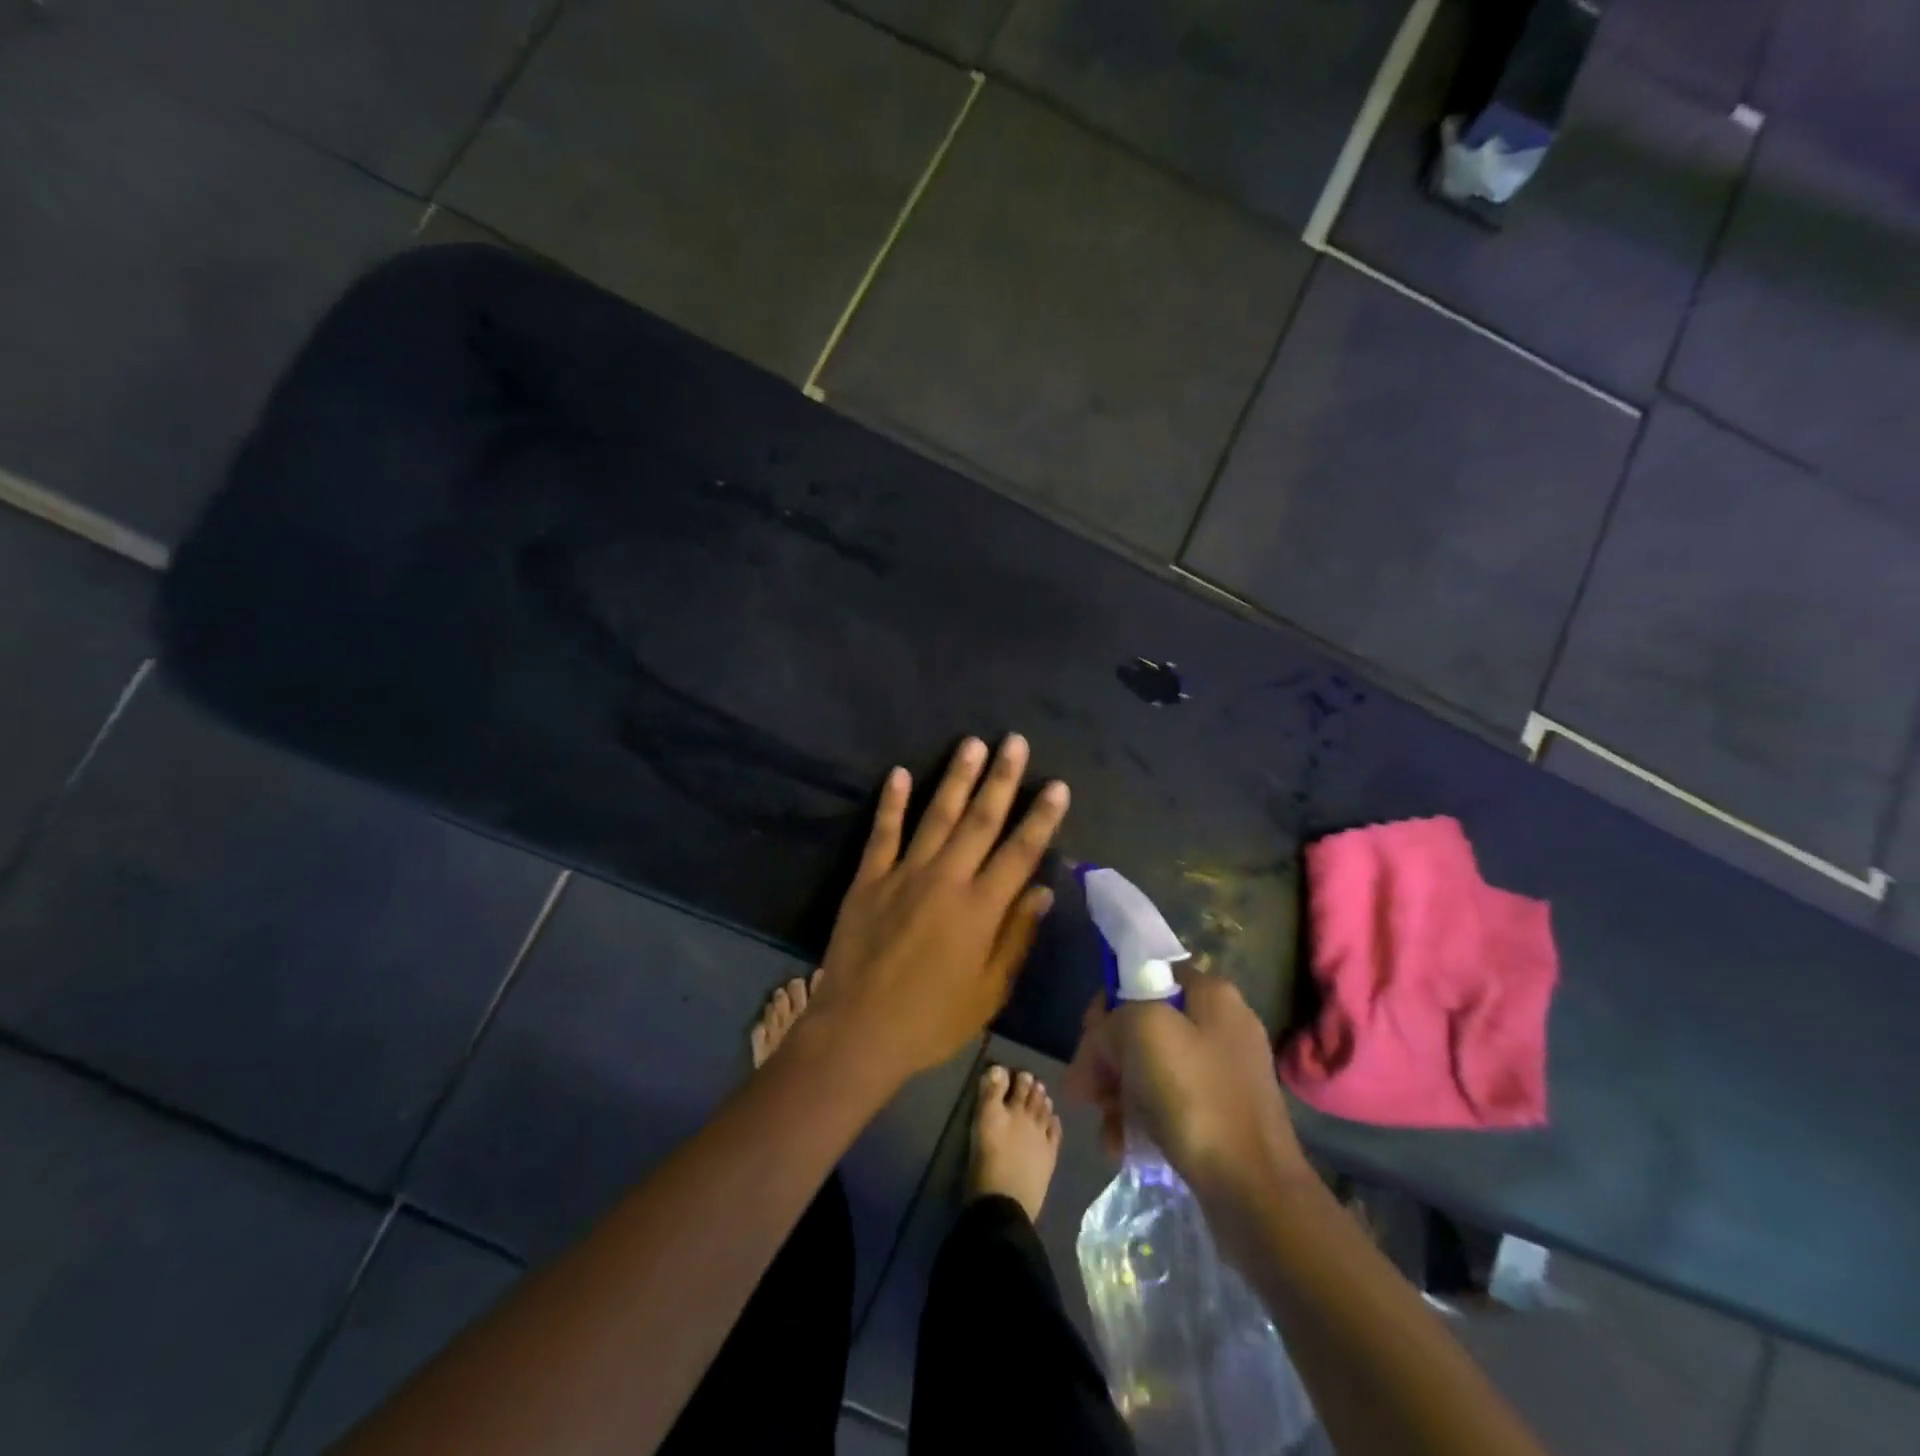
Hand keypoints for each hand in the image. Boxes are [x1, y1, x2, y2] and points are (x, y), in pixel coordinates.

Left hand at [809, 735, 1068, 1088]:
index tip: (1057, 785)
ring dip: (955, 778)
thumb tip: (1043, 890)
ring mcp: (903, 874)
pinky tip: (898, 773)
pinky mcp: (868, 879)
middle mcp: (946, 880)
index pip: (1020, 852)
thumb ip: (1016, 936)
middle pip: (980, 820)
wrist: (858, 1031)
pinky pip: (882, 833)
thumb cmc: (931, 1020)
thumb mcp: (988, 991)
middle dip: (1001, 779)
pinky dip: (890, 803)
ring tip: (971, 743)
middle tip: (1014, 741)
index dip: (1041, 817)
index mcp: (980, 909)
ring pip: (935, 816)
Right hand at [1066, 967, 1308, 1209]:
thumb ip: (1110, 1022)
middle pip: (1143, 1026)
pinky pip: (1168, 1104)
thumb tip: (1098, 1049)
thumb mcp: (1142, 1032)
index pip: (1144, 976)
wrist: (1255, 1192)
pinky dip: (1140, 1119)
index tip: (1088, 1038)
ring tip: (1104, 1125)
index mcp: (1212, 994)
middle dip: (1108, 1058)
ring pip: (1150, 1068)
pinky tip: (1122, 1146)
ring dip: (1118, 1093)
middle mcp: (1222, 1026)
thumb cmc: (1196, 1097)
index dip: (1109, 1003)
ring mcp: (1224, 1073)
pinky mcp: (1222, 1116)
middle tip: (1084, 1091)